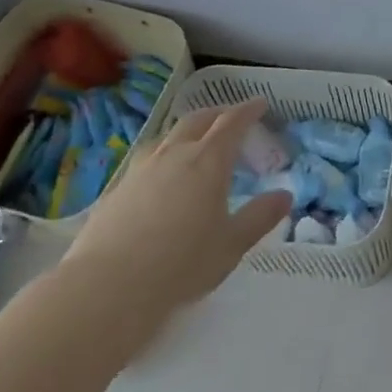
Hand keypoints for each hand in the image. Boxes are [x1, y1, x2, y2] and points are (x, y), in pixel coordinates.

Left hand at [64, 98, 292, 317]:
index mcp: (209, 161)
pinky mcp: (116, 190)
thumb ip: (259, 217)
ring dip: (187, 132)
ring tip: (194, 142)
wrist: (107, 288)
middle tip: (230, 117)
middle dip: (218, 114)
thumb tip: (285, 195)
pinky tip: (160, 177)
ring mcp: (141, 169)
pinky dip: (163, 157)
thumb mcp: (231, 245)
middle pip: (198, 120)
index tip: (260, 104)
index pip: (232, 122)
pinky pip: (147, 160)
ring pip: (168, 137)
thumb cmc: (181, 265)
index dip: (248, 110)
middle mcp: (175, 154)